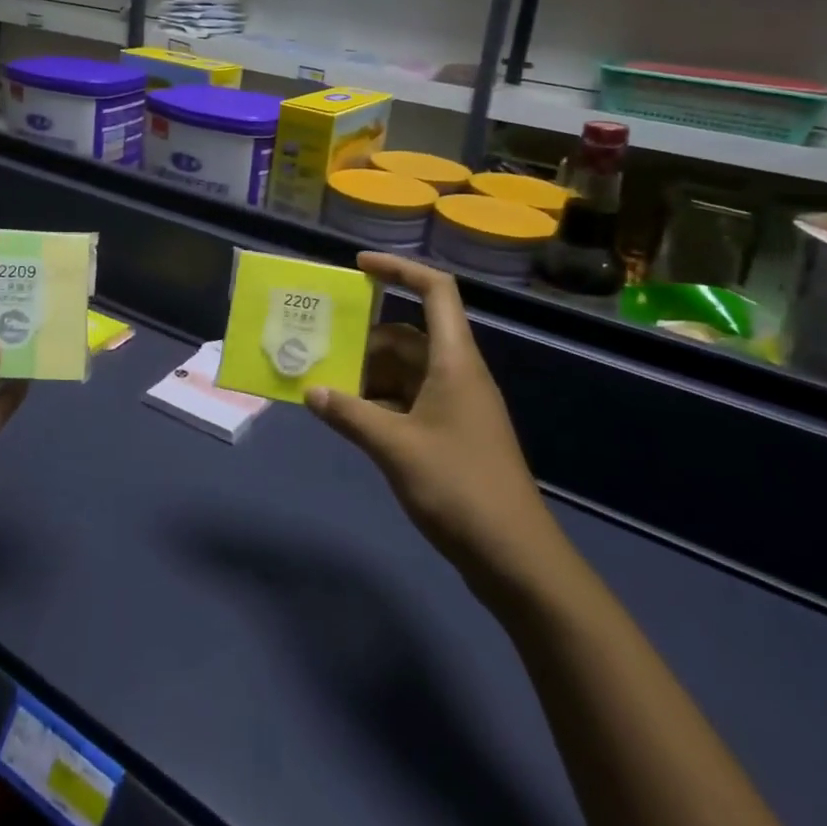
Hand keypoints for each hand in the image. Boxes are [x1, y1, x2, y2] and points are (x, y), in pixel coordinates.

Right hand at [304, 254, 569, 599]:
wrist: (515, 559)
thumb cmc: (459, 487)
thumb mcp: (395, 447)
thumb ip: (349, 415)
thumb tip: (311, 391)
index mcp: (454, 361)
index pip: (434, 291)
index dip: (398, 269)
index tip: (358, 266)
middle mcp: (457, 374)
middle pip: (407, 336)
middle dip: (363, 339)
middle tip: (317, 345)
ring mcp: (455, 406)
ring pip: (403, 372)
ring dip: (365, 376)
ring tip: (322, 384)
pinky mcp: (450, 435)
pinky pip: (406, 402)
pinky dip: (377, 404)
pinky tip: (347, 419)